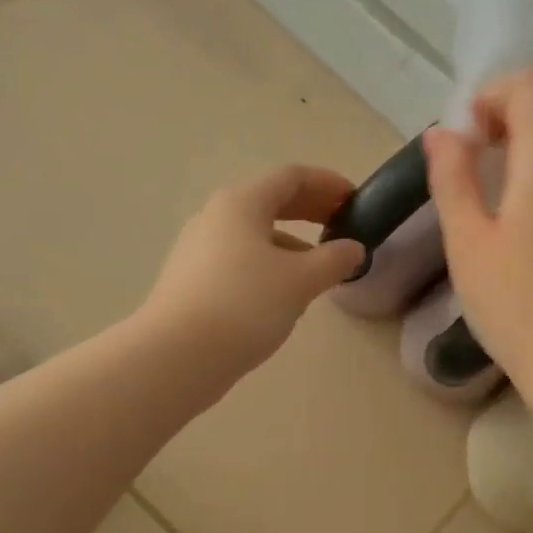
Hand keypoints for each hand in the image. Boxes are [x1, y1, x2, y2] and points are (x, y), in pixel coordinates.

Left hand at [141, 164, 366, 375]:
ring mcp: (198, 250)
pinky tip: (283, 297)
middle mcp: (215, 217)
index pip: (291, 177)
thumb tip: (352, 249)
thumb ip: (333, 260)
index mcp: (241, 203)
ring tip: (318, 270)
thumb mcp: (300, 281)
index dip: (327, 184)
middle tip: (341, 226)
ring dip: (290, 243)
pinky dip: (268, 266)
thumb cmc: (244, 305)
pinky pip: (238, 261)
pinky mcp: (191, 281)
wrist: (177, 355)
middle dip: (309, 211)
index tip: (355, 200)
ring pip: (253, 235)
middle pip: (269, 202)